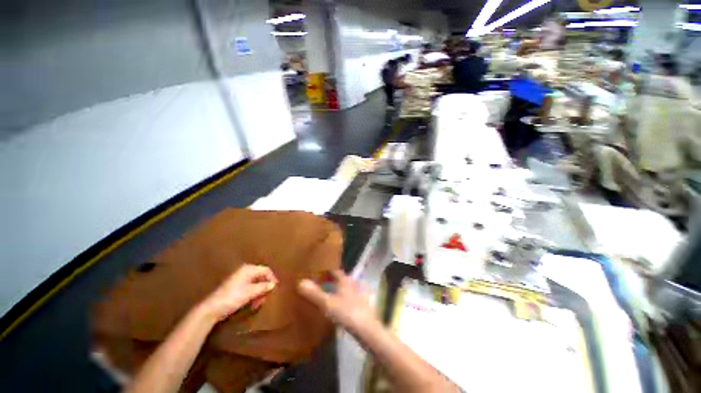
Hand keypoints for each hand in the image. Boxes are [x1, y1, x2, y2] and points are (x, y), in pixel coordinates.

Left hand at [202, 264, 276, 321]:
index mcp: (249, 269)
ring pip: (255, 283)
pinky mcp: (235, 287)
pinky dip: (253, 294)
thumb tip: (273, 284)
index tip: (275, 289)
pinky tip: (252, 303)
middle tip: (266, 298)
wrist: (212, 309)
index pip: (266, 270)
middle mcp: (244, 271)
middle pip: (261, 276)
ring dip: (259, 292)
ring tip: (258, 303)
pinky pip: (249, 287)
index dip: (272, 278)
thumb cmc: (233, 298)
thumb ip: (263, 287)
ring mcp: (239, 279)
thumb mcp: (251, 292)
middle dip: (264, 287)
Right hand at [298, 270, 375, 332]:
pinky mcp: (360, 305)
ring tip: (325, 293)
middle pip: (340, 279)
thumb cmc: (347, 312)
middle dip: (330, 280)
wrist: (367, 329)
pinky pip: (347, 298)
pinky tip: (335, 306)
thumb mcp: (328, 304)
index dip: (327, 269)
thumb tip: (301, 282)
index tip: (317, 270)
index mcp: (345, 280)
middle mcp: (352, 284)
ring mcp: (357, 295)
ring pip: (344, 289)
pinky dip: (340, 299)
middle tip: (318, 282)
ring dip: (336, 289)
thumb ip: (315, 294)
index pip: (335, 270)